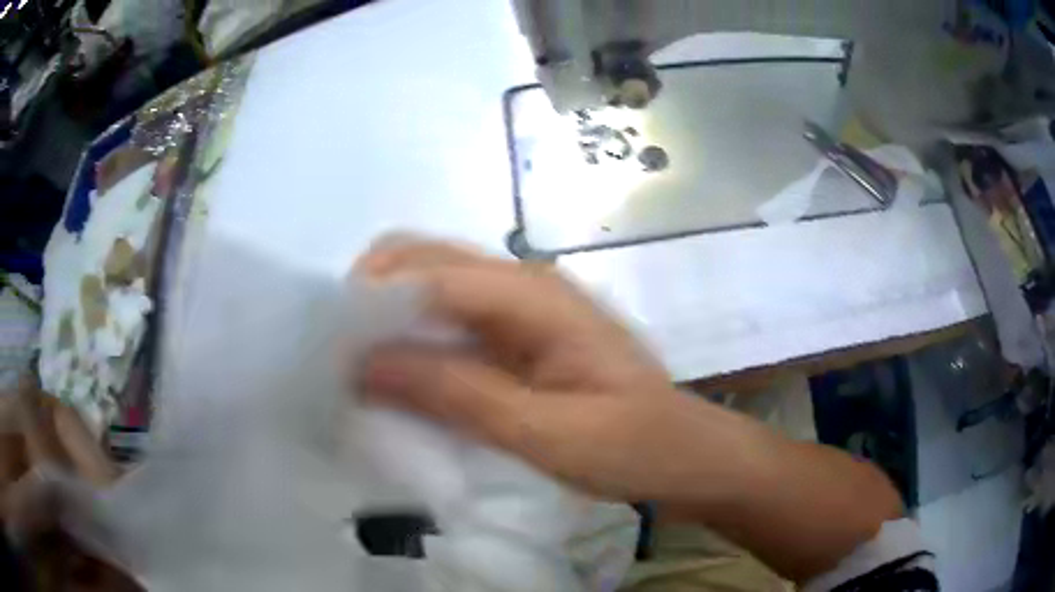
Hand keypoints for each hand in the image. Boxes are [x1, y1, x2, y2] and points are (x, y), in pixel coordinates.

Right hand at [355, 238, 761, 502]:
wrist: (683, 452)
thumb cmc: (633, 446)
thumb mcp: (548, 433)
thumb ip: (458, 395)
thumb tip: (365, 364)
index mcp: (534, 296)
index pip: (431, 273)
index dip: (373, 302)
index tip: (328, 349)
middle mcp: (521, 283)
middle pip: (423, 259)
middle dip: (371, 298)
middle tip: (339, 359)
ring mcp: (518, 307)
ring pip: (430, 285)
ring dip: (387, 318)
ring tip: (357, 370)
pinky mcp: (515, 335)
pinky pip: (447, 320)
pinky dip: (412, 339)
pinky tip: (397, 377)